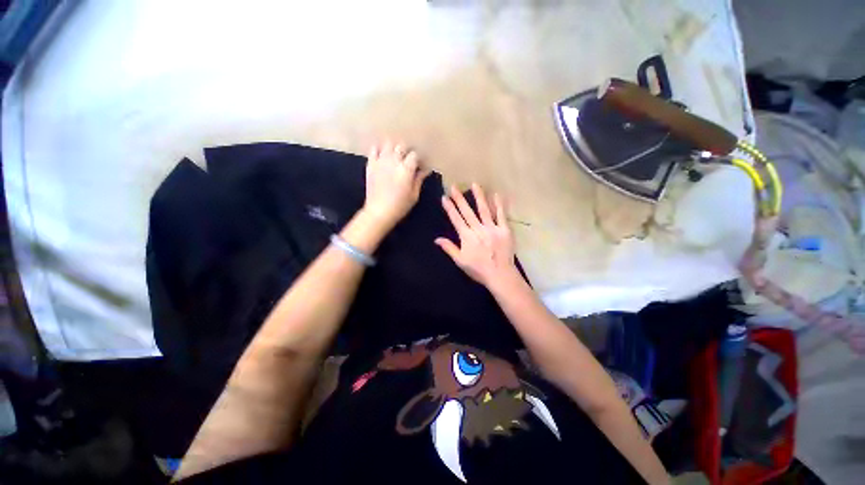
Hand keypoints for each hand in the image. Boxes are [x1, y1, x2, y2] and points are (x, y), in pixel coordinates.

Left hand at [362, 141, 429, 230]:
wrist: (378, 211)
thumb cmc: (400, 206)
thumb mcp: (414, 195)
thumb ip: (419, 179)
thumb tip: (426, 170)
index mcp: (406, 169)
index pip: (415, 154)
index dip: (418, 159)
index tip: (420, 165)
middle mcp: (394, 161)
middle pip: (402, 146)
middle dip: (407, 151)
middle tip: (408, 160)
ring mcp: (381, 161)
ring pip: (388, 144)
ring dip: (394, 148)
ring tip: (396, 156)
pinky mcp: (370, 164)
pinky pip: (373, 149)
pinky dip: (379, 149)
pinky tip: (383, 155)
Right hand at [435, 184, 517, 287]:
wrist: (500, 275)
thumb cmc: (478, 270)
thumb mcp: (460, 261)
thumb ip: (449, 248)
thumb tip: (436, 239)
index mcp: (467, 236)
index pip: (456, 219)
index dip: (449, 208)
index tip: (444, 197)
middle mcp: (478, 229)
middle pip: (467, 211)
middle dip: (459, 198)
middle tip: (454, 186)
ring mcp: (492, 228)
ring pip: (484, 209)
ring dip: (478, 196)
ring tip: (475, 184)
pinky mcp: (504, 230)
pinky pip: (501, 215)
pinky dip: (498, 204)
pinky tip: (496, 195)